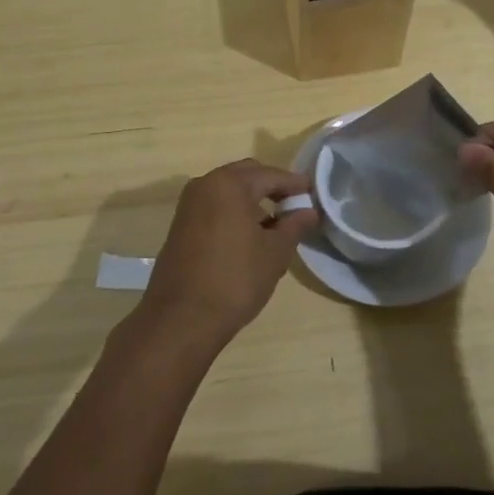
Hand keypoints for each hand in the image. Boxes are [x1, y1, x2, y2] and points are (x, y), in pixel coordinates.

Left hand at [136, 160, 316, 349]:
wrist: (181, 319)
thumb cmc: (235, 280)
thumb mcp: (275, 252)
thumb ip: (294, 225)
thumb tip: (309, 211)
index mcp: (229, 184)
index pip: (270, 175)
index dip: (294, 184)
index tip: (313, 192)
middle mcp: (204, 185)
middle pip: (246, 175)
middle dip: (271, 187)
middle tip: (294, 205)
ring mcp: (188, 206)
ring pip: (228, 191)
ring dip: (252, 200)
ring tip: (275, 225)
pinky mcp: (180, 226)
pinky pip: (214, 207)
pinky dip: (233, 213)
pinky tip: (249, 237)